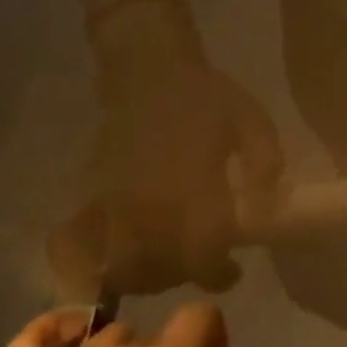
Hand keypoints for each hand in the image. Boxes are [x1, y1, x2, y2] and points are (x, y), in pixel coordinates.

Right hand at [91, 4, 282, 290]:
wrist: (148, 70)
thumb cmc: (205, 95)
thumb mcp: (251, 121)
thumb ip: (265, 164)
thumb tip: (268, 208)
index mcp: (192, 189)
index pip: (203, 254)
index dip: (219, 273)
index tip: (233, 268)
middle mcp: (149, 208)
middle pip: (161, 272)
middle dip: (185, 275)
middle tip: (204, 259)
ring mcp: (112, 207)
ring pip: (122, 269)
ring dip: (147, 276)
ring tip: (169, 259)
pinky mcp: (89, 199)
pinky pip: (79, 250)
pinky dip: (92, 266)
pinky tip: (113, 260)